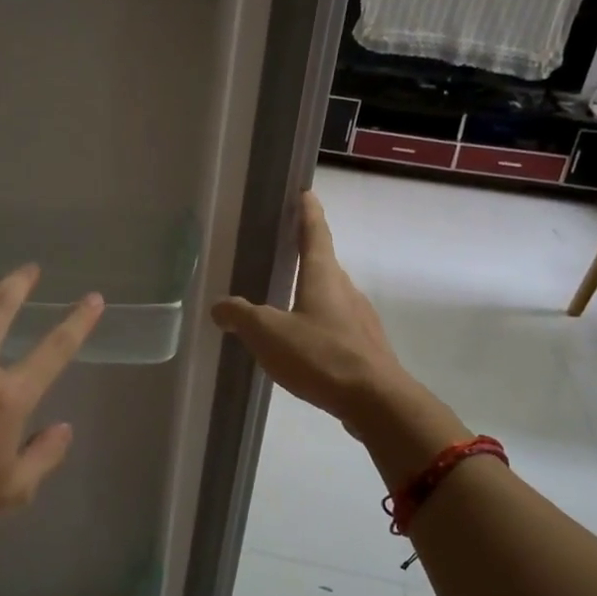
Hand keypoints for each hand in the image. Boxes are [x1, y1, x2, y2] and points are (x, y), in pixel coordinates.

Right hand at [211, 191, 409, 426]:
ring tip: (285, 300)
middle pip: (324, 264)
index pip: (315, 233)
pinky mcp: (364, 347)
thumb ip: (241, 316)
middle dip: (306, 253)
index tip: (305, 193)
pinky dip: (318, 323)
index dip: (308, 212)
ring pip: (331, 296)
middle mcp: (345, 290)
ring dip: (311, 291)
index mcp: (323, 276)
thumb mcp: (269, 334)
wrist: (377, 402)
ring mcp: (359, 319)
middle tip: (283, 248)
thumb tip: (219, 306)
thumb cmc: (321, 356)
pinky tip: (303, 343)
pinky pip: (336, 324)